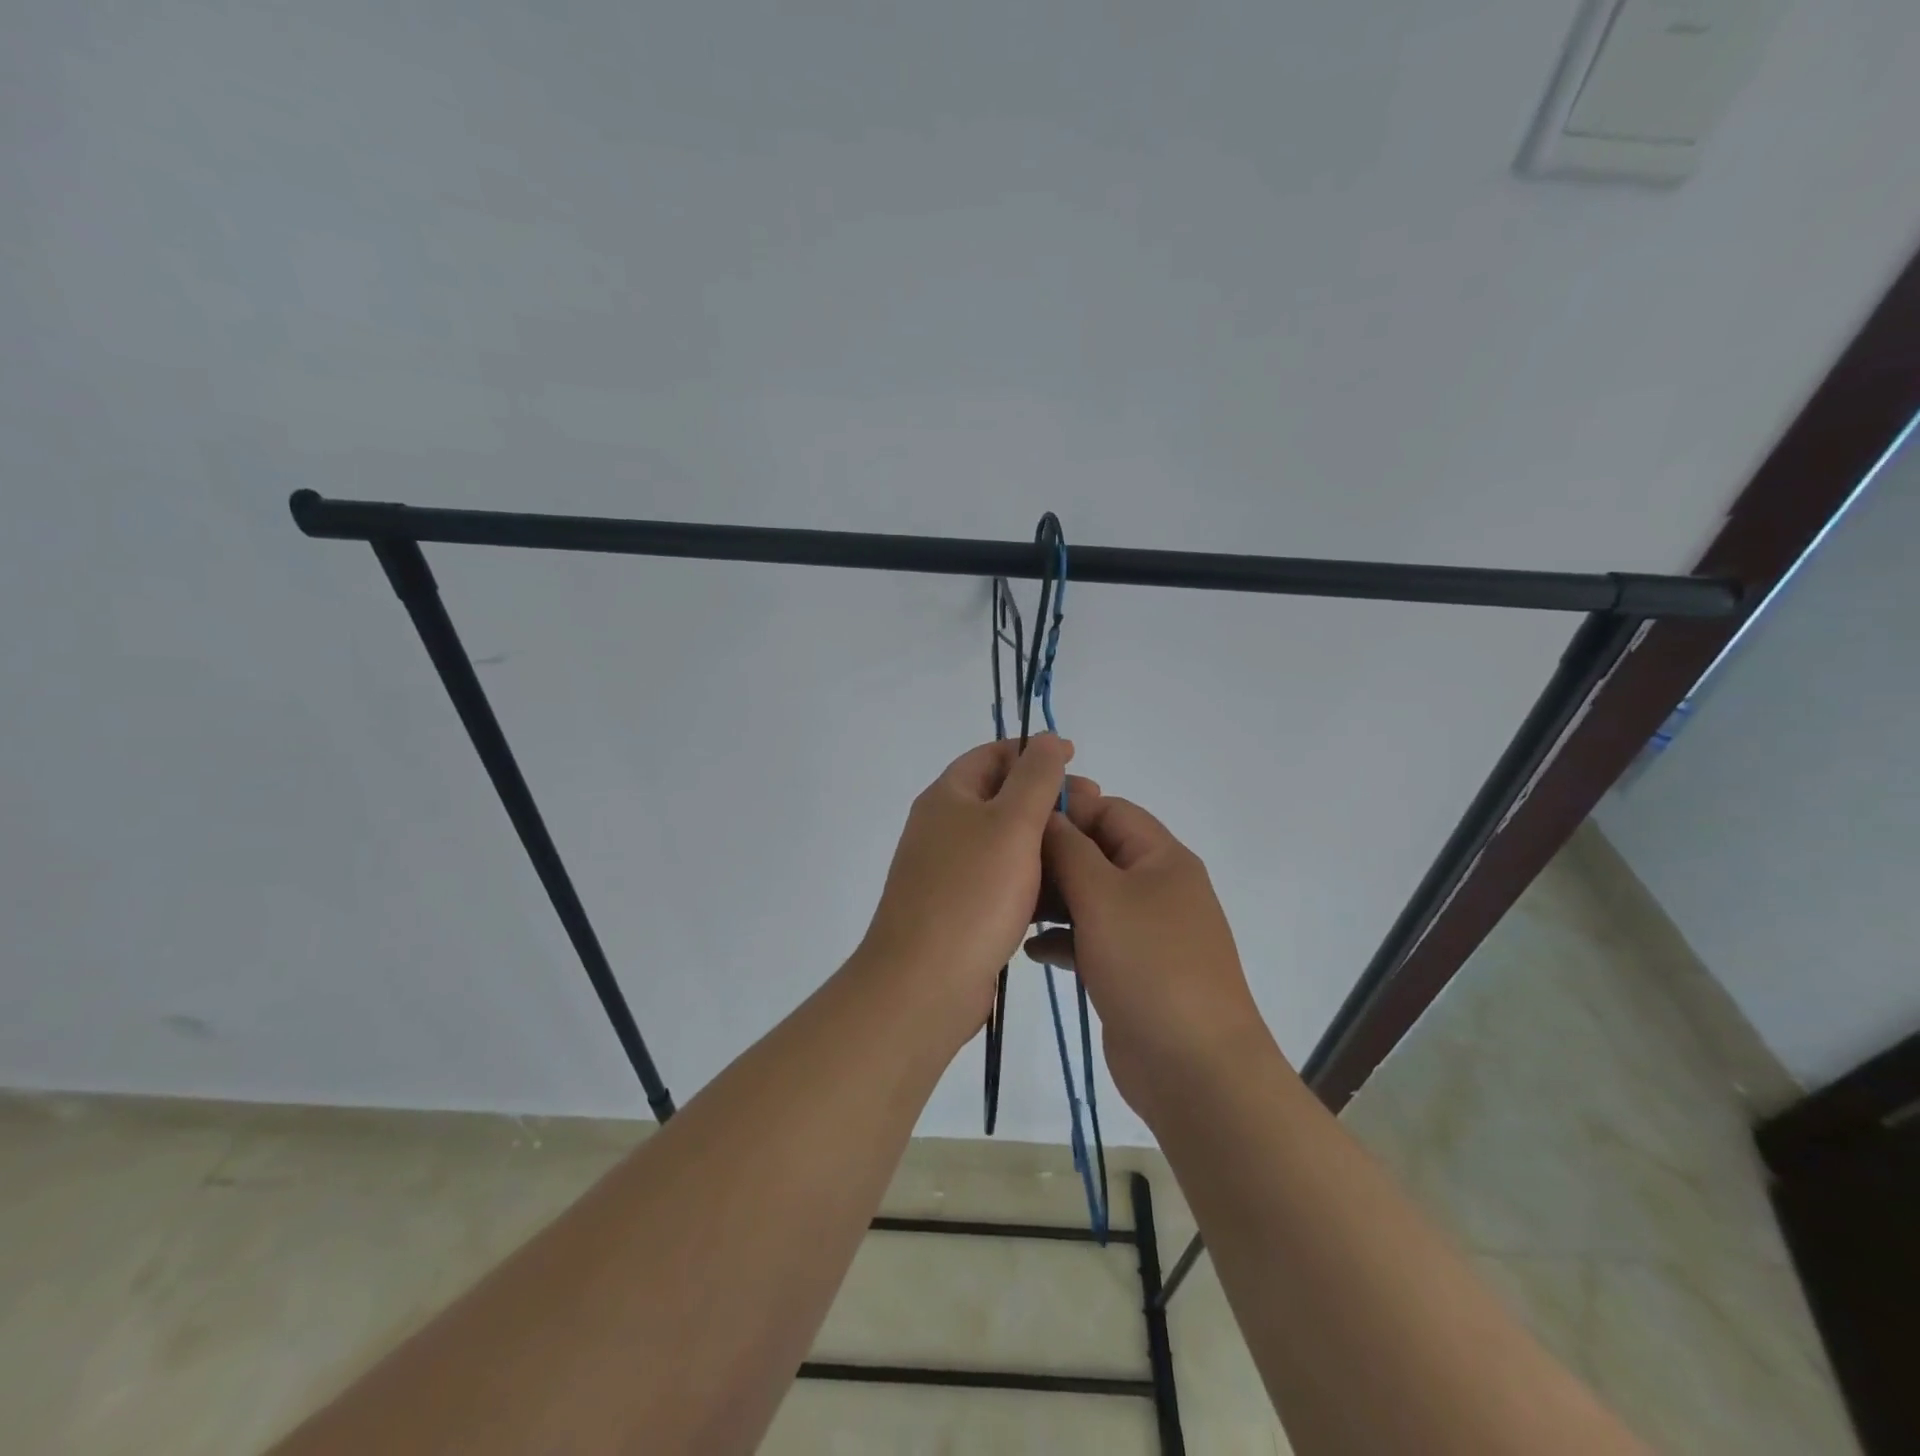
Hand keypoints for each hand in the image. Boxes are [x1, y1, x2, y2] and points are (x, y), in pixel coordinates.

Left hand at [859, 735, 1082, 1038]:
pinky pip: (1001, 880)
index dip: (1034, 751)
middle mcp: (943, 827)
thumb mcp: (1011, 824)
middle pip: (1000, 797)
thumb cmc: (972, 893)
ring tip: (1085, 851)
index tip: (1076, 760)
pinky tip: (1063, 892)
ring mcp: (949, 870)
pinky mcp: (960, 908)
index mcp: (948, 797)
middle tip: (1091, 808)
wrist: (925, 983)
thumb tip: (1048, 737)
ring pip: (1004, 842)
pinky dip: (1030, 878)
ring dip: (1043, 840)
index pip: (992, 755)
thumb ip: (1035, 777)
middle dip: (1046, 798)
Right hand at [1026, 790, 1269, 1122]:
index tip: (1016, 819)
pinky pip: (1090, 939)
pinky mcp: (1131, 970)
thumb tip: (1047, 815)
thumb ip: (1069, 849)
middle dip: (1052, 858)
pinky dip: (1062, 939)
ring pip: (1089, 898)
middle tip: (1003, 869)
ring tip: (1010, 908)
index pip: (1110, 811)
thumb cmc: (1149, 965)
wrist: (1194, 1068)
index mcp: (1161, 858)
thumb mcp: (1102, 895)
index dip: (1066, 809)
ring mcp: (1145, 932)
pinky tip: (1031, 950)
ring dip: (1052, 900)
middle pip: (1096, 854)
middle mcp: (1156, 888)